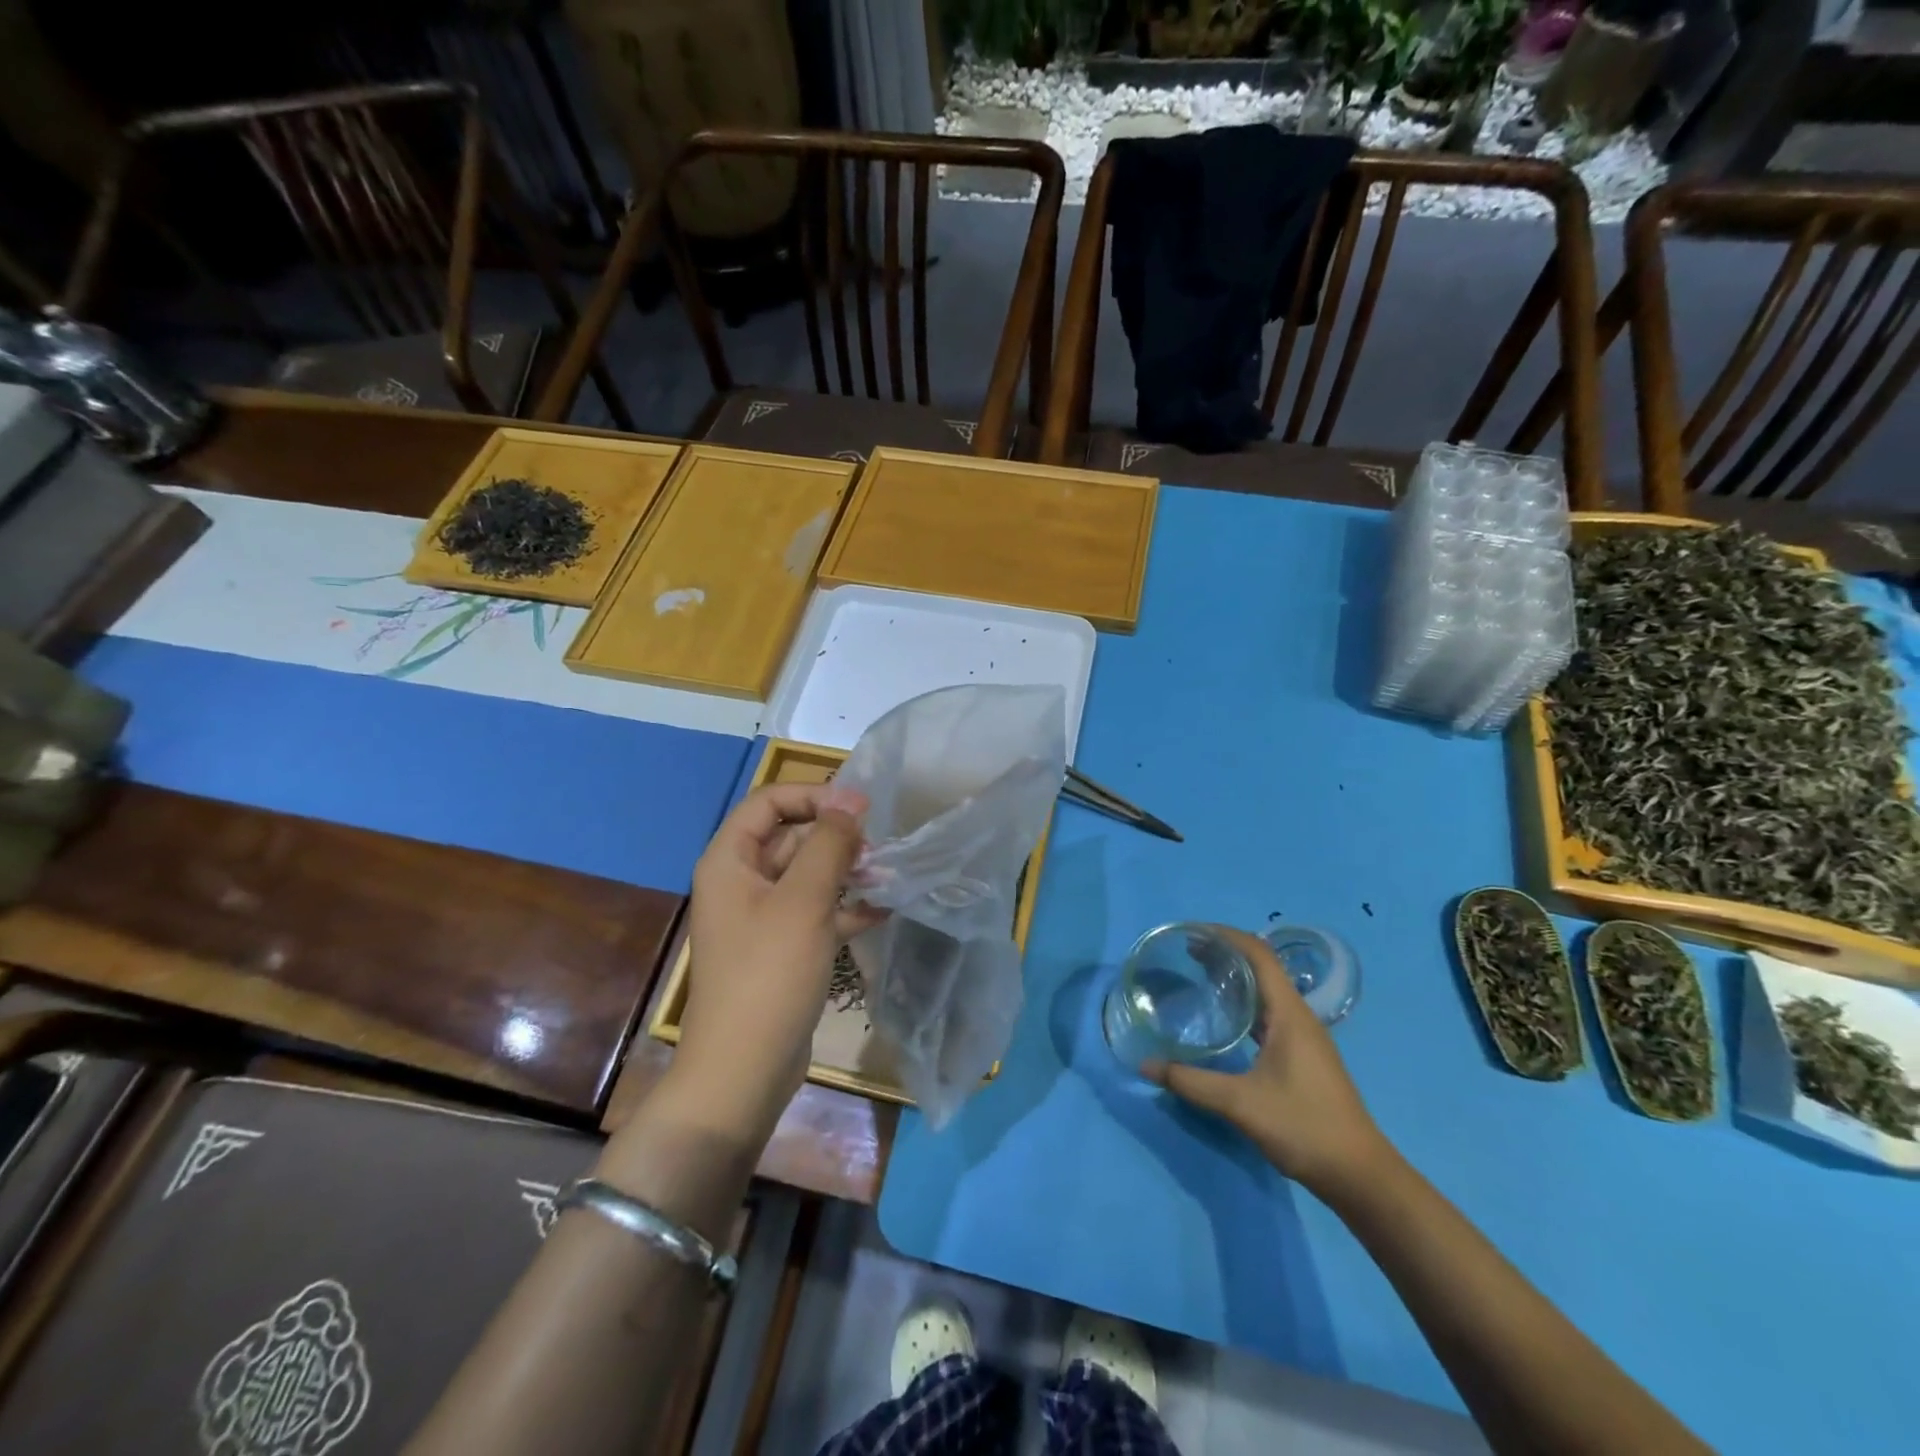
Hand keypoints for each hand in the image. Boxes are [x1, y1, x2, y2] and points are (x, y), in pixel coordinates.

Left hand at [670, 783, 882, 1140]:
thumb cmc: (769, 974)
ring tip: (887, 874)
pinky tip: (883, 911)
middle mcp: (741, 883)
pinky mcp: (782, 949)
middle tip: (880, 846)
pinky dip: (845, 908)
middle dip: (835, 837)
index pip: (769, 803)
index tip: (860, 807)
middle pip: (790, 838)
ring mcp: (762, 918)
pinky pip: (815, 912)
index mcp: (730, 862)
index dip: (813, 796)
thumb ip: (829, 845)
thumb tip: (850, 801)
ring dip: (846, 871)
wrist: (744, 1070)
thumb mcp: (803, 901)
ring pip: (807, 876)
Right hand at [1145, 926, 1389, 1197]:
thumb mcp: (1240, 1104)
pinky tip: (1223, 1017)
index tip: (1191, 933)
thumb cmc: (1304, 1127)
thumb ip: (1190, 1082)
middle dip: (1224, 952)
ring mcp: (1303, 1036)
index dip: (1226, 936)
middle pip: (1261, 967)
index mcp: (1289, 1014)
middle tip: (1185, 951)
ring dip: (1234, 977)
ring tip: (1198, 974)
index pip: (1258, 954)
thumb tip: (1144, 1065)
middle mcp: (1298, 1016)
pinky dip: (1243, 1002)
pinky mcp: (1302, 1054)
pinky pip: (1268, 1012)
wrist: (1360, 1175)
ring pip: (1265, 990)